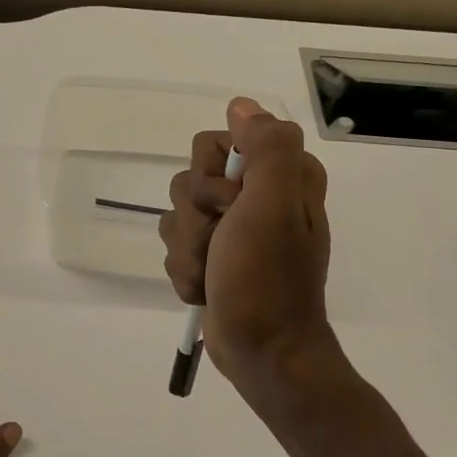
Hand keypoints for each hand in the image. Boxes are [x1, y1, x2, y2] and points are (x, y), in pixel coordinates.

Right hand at [160, 97, 334, 393]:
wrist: (262, 351)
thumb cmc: (268, 279)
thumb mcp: (274, 206)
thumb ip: (267, 147)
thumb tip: (240, 105)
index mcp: (281, 175)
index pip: (217, 141)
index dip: (213, 175)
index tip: (233, 204)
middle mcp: (257, 194)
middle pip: (190, 179)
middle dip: (196, 218)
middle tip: (222, 242)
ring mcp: (233, 227)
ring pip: (177, 214)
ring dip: (188, 250)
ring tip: (214, 273)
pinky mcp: (214, 255)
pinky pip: (175, 246)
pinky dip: (186, 270)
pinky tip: (207, 288)